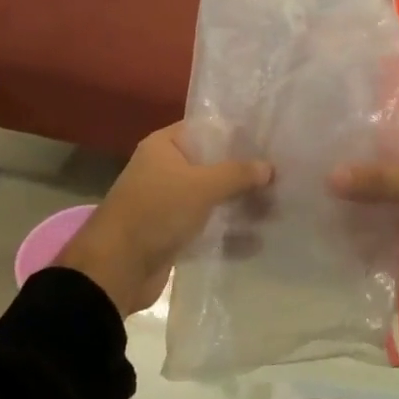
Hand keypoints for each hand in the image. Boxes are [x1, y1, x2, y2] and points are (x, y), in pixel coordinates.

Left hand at [60, 124, 273, 316]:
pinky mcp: (173, 233)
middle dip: (244, 172)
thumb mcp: (202, 186)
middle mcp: (165, 169)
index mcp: (164, 146)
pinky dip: (228, 231)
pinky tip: (259, 238)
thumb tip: (269, 167)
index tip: (269, 140)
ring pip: (212, 197)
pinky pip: (207, 225)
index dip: (236, 133)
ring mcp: (169, 203)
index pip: (206, 129)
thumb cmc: (157, 212)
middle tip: (282, 175)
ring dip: (240, 203)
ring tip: (278, 207)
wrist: (116, 269)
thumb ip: (237, 174)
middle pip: (212, 164)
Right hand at [331, 123, 398, 300]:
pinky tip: (341, 245)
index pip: (393, 132)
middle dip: (355, 178)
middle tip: (308, 178)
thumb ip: (381, 181)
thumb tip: (329, 176)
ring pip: (388, 207)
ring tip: (316, 212)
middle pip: (386, 172)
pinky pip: (395, 238)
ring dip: (362, 212)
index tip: (322, 138)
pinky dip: (376, 243)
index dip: (362, 134)